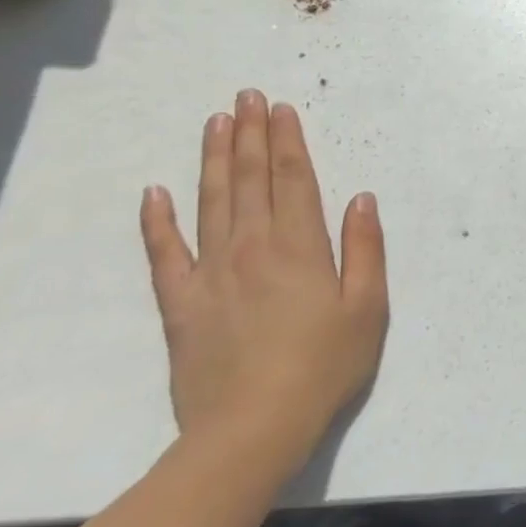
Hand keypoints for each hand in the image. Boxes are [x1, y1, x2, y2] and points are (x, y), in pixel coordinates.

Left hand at [139, 90, 387, 472]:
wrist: (252, 429)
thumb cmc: (325, 366)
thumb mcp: (368, 307)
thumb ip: (365, 248)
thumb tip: (361, 198)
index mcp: (302, 247)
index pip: (293, 180)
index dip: (288, 142)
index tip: (281, 108)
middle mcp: (253, 248)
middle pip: (250, 181)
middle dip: (250, 135)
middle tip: (246, 97)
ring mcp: (211, 273)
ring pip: (211, 203)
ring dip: (214, 160)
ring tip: (216, 123)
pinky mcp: (180, 303)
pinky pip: (165, 253)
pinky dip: (158, 220)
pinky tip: (156, 192)